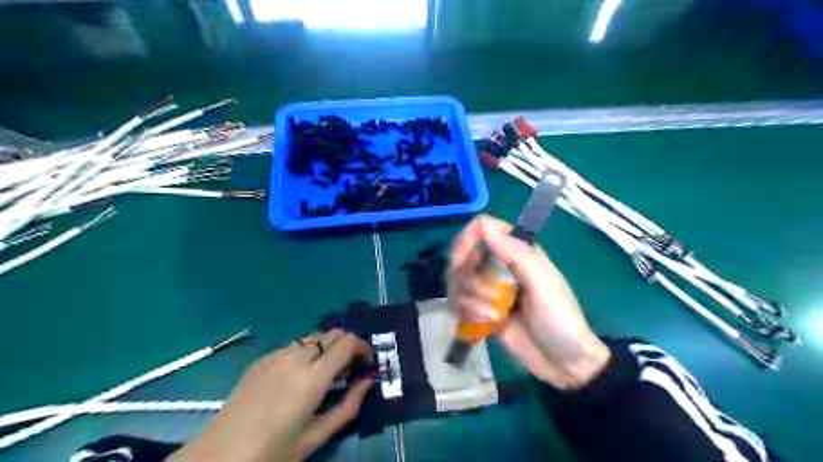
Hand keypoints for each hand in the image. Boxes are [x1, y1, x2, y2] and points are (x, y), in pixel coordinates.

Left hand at [171, 328, 375, 460]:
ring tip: (323, 374)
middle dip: (346, 346)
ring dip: (326, 348)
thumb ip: (349, 406)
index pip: (347, 342)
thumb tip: (367, 383)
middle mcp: (296, 358)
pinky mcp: (262, 359)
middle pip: (332, 333)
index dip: (362, 347)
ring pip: (313, 338)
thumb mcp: (317, 436)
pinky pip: (293, 347)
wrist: (219, 457)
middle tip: (347, 370)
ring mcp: (276, 355)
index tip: (366, 363)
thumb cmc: (273, 452)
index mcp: (312, 378)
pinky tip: (297, 377)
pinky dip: (306, 353)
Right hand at [449, 214, 608, 389]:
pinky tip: (487, 324)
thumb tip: (484, 225)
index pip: (483, 228)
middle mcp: (500, 264)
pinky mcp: (482, 309)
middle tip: (487, 298)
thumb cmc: (560, 320)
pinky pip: (459, 302)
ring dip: (470, 300)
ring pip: (458, 280)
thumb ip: (517, 254)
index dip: (468, 240)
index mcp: (518, 252)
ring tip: (493, 316)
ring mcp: (489, 287)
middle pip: (464, 254)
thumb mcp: (544, 286)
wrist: (564, 365)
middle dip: (468, 277)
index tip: (462, 261)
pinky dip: (468, 313)